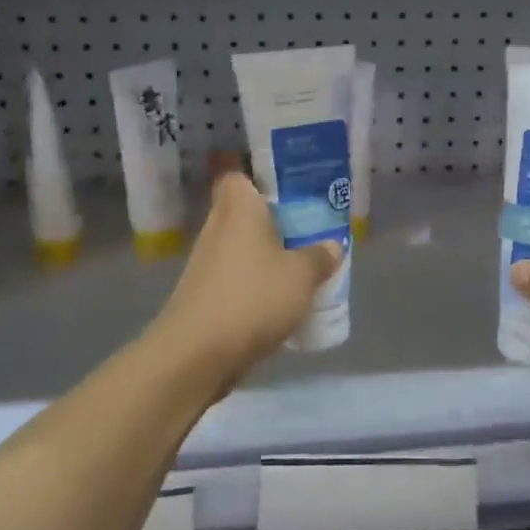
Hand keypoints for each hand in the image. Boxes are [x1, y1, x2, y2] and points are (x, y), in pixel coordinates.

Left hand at [151, 172, 342, 386]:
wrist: (197, 354)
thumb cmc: (252, 298)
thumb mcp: (301, 276)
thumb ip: (319, 257)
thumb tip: (332, 246)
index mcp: (238, 208)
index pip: (237, 175)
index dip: (260, 177)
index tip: (288, 188)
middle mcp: (217, 228)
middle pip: (244, 213)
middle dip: (274, 221)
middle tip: (308, 229)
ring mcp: (206, 263)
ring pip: (241, 247)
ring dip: (266, 255)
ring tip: (302, 266)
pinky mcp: (203, 295)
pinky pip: (236, 278)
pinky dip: (255, 284)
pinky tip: (281, 300)